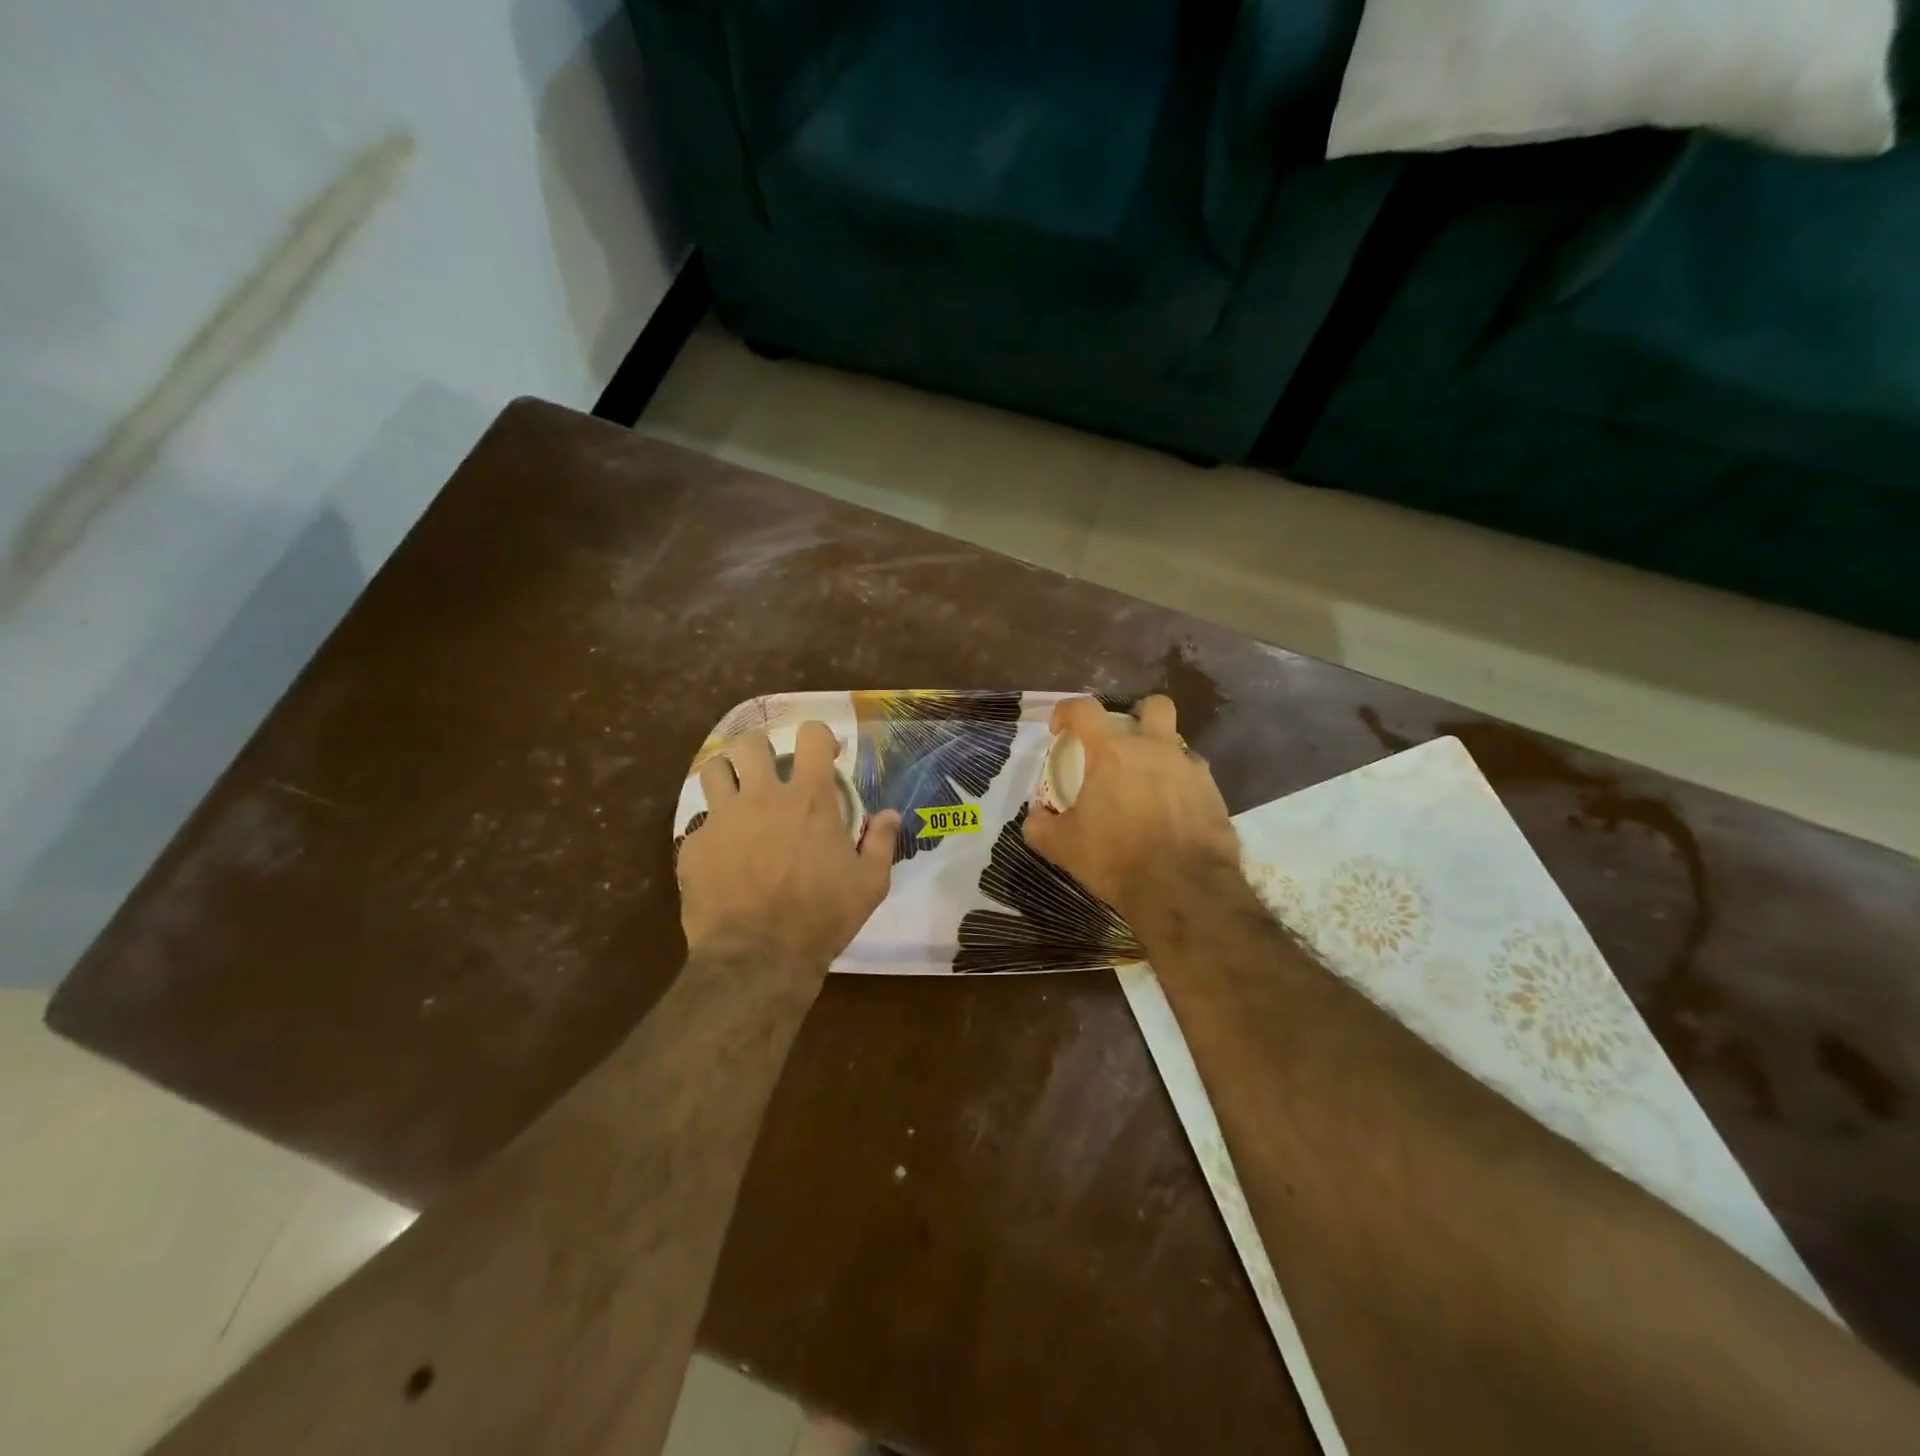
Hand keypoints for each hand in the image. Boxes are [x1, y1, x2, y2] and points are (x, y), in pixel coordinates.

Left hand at [677, 722, 900, 972]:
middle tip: (770, 772)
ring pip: (713, 769)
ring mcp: (723, 818)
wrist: (758, 957)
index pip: (811, 735)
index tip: (824, 755)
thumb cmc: (822, 917)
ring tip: (736, 797)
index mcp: (809, 799)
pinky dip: (712, 831)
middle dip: (761, 750)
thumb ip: (882, 843)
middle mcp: (763, 796)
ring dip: (727, 777)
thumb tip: (890, 814)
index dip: (818, 737)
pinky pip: (699, 823)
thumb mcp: (870, 884)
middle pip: (751, 743)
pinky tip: (722, 855)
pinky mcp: (695, 845)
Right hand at [1024, 695, 1239, 921]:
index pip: (1084, 710)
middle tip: (1124, 741)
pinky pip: (1196, 778)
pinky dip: (1182, 788)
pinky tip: (1174, 814)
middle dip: (1138, 714)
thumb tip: (1036, 816)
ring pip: (1178, 744)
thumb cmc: (1116, 858)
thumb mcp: (1062, 847)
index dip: (1067, 711)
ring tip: (1149, 787)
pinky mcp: (1215, 794)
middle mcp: (1155, 749)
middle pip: (1154, 706)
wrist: (1183, 889)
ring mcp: (1190, 769)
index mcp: (1112, 752)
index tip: (1060, 728)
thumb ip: (1041, 826)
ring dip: (1162, 756)